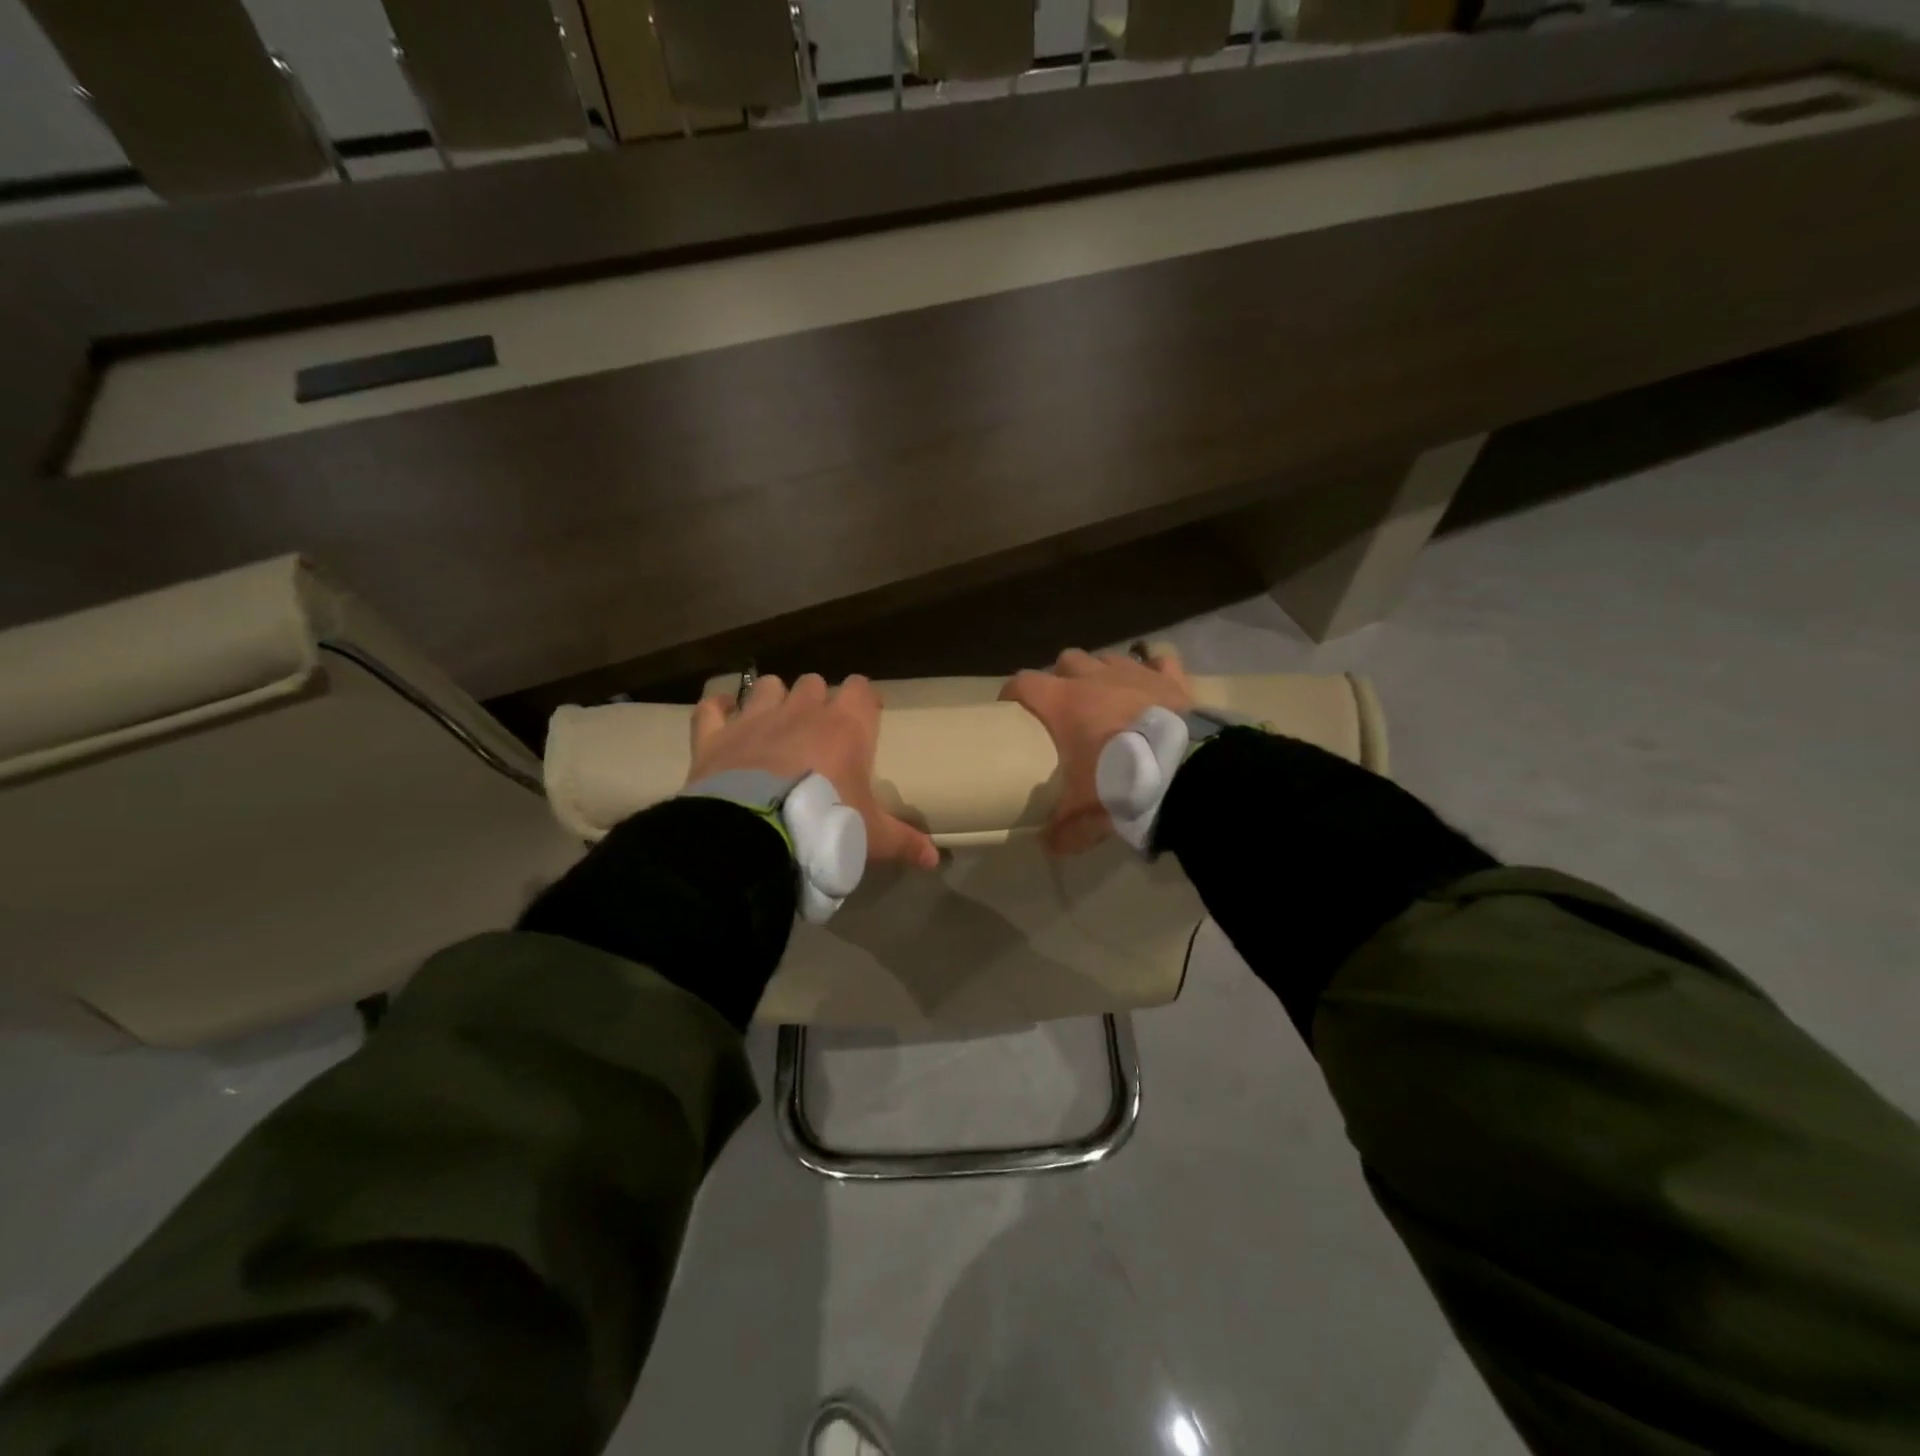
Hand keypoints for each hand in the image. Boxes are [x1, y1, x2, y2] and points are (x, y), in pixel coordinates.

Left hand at [689, 673, 939, 870]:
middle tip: (819, 732)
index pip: (861, 689)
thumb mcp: (871, 838)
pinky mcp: (715, 735)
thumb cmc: (824, 826)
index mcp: (845, 727)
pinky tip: (723, 716)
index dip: (864, 700)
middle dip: (817, 700)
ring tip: (774, 724)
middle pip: (814, 683)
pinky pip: (712, 707)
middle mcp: (801, 711)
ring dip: (773, 699)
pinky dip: (718, 709)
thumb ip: (905, 842)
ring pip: (768, 687)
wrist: (754, 836)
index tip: (866, 718)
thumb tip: (935, 860)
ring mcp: (755, 718)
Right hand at [1000, 647, 1194, 854]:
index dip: (1013, 693)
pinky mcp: (1170, 679)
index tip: (1010, 707)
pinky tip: (1153, 686)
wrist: (1184, 772)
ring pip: (1108, 657)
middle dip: (1062, 677)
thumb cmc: (1121, 782)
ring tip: (1107, 696)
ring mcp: (1134, 673)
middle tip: (1064, 704)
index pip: (1024, 683)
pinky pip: (1159, 663)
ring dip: (1102, 673)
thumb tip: (1048, 846)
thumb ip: (1064, 830)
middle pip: (1067, 660)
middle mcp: (1094, 678)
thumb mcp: (1086, 813)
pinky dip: (1153, 672)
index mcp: (1063, 703)